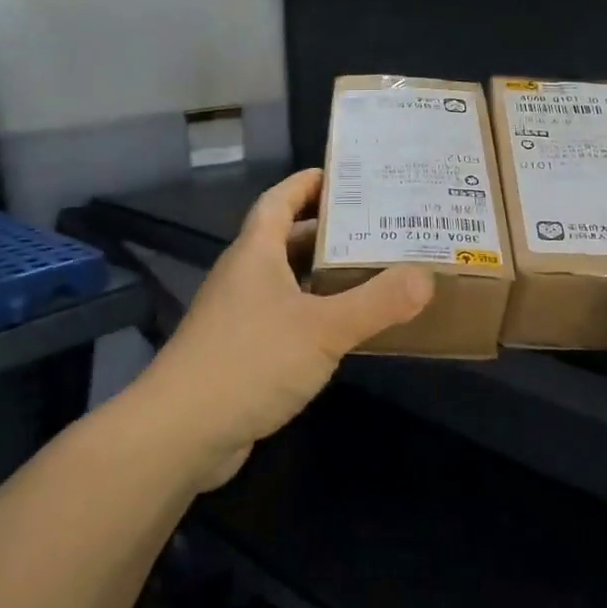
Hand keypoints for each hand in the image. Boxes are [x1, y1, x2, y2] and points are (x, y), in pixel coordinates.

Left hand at [145, 169, 432, 487]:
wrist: (180, 433)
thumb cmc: (250, 362)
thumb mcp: (323, 329)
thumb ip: (377, 302)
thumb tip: (426, 277)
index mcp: (255, 254)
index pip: (279, 201)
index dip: (307, 183)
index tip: (345, 174)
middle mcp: (244, 277)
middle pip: (288, 240)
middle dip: (330, 232)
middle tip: (380, 227)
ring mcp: (239, 317)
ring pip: (288, 282)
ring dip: (325, 276)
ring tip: (374, 272)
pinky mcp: (241, 353)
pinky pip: (286, 319)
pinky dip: (315, 314)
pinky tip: (345, 329)